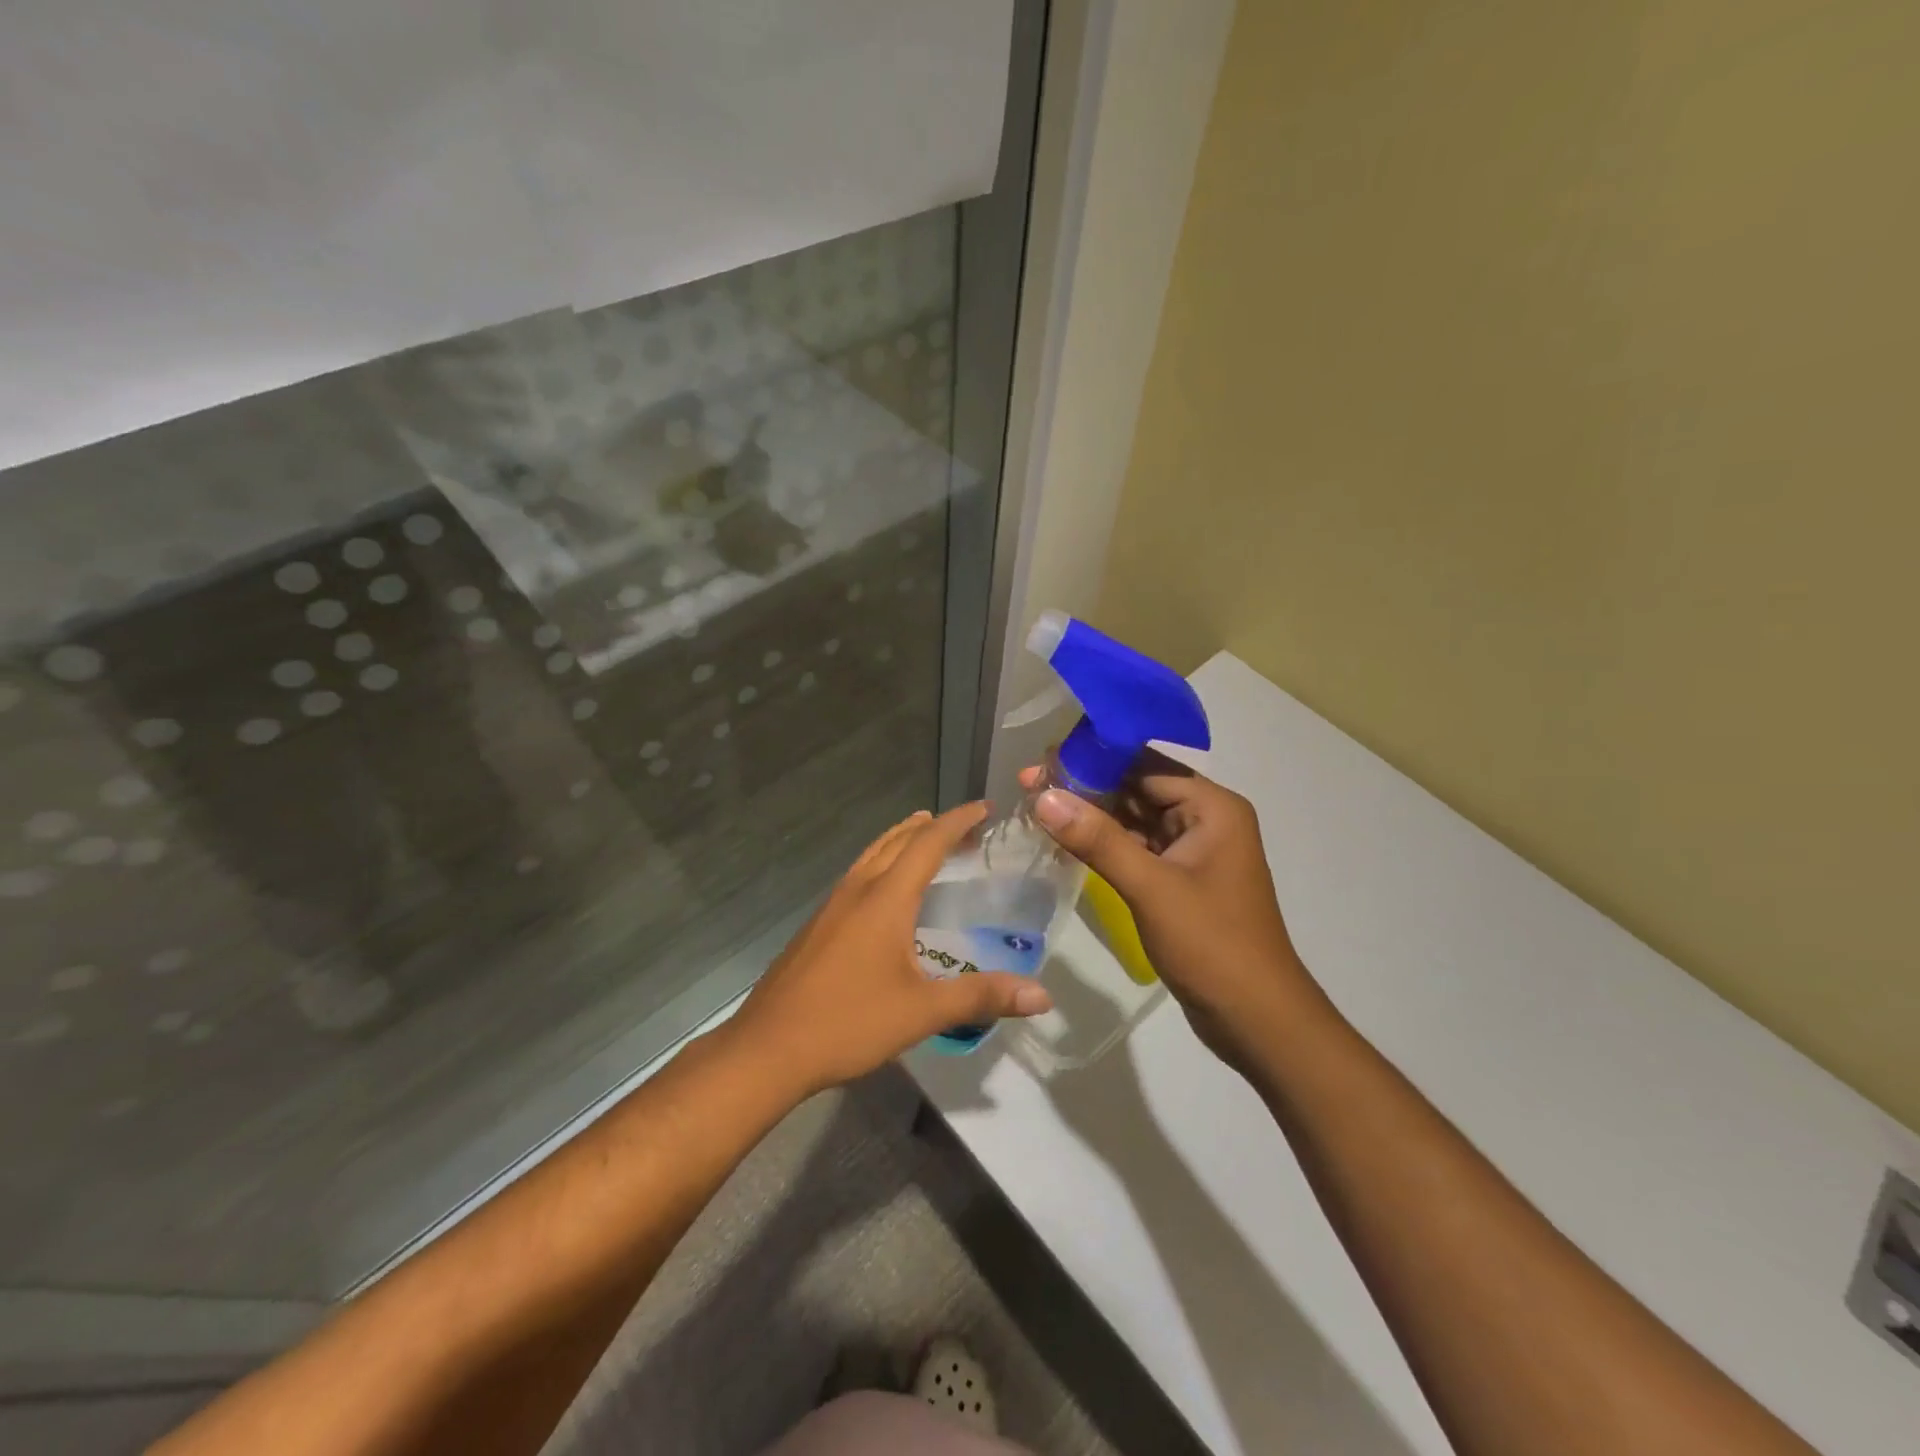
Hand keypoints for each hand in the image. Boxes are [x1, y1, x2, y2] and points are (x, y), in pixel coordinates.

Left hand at [728, 804, 1053, 1097]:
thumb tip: (1042, 996)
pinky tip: (884, 892)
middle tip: (963, 826)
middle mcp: (857, 891)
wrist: (767, 1049)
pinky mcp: (816, 926)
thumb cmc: (848, 1022)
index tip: (984, 808)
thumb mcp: (922, 1012)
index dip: (957, 822)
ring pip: (871, 855)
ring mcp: (831, 907)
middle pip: (896, 841)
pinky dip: (881, 863)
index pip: (927, 844)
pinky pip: (857, 876)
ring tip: (922, 836)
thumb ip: (982, 997)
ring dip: (900, 840)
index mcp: (885, 899)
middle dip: (931, 827)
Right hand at [1020, 754, 1320, 1071]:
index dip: (1093, 759)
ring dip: (1092, 815)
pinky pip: (1136, 848)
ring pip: (1134, 819)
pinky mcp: (1180, 880)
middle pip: (1138, 788)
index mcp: (1212, 807)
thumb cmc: (1212, 945)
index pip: (1145, 765)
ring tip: (1038, 805)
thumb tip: (1043, 796)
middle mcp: (1205, 819)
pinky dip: (1104, 844)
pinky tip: (1066, 840)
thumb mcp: (1151, 888)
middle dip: (1086, 786)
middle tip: (1030, 783)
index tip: (1042, 761)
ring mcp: (1193, 851)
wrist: (1257, 1020)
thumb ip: (1098, 839)